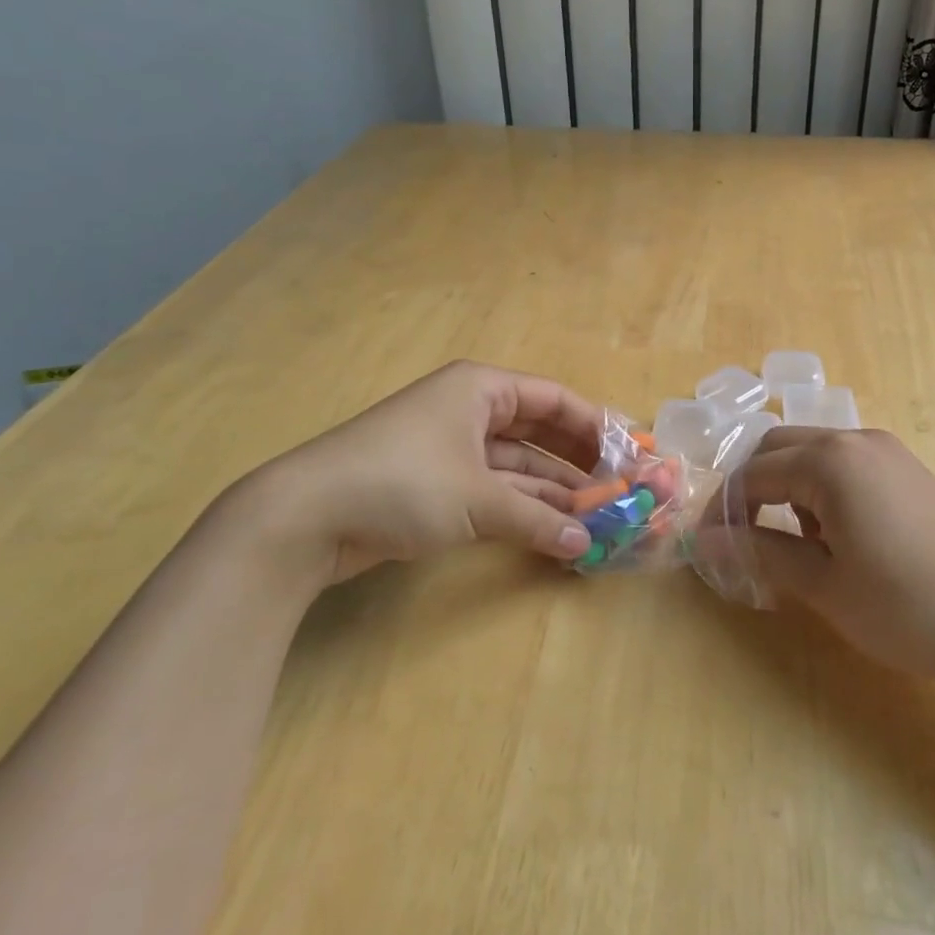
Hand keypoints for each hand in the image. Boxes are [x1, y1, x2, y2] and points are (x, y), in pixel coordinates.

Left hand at [237, 360, 601, 586]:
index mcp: (481, 389)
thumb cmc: (403, 481)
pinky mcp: (436, 485)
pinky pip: (494, 489)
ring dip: (552, 491)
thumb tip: (586, 545)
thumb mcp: (478, 499)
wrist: (305, 516)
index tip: (628, 455)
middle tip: (617, 491)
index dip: (594, 426)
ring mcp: (452, 449)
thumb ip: (537, 520)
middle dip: (577, 463)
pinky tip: (554, 530)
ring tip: (595, 519)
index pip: (554, 400)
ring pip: (518, 465)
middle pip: (539, 432)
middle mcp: (470, 410)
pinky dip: (522, 508)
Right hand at [729, 428, 934, 687]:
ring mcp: (887, 450)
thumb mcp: (823, 584)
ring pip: (813, 452)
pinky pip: (845, 462)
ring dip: (788, 485)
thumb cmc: (905, 607)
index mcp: (830, 461)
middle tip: (743, 537)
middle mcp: (856, 439)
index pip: (753, 474)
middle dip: (752, 487)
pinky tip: (838, 534)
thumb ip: (760, 553)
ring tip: (796, 542)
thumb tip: (706, 542)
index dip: (724, 509)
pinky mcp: (908, 468)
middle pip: (779, 447)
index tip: (708, 546)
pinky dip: (822, 487)